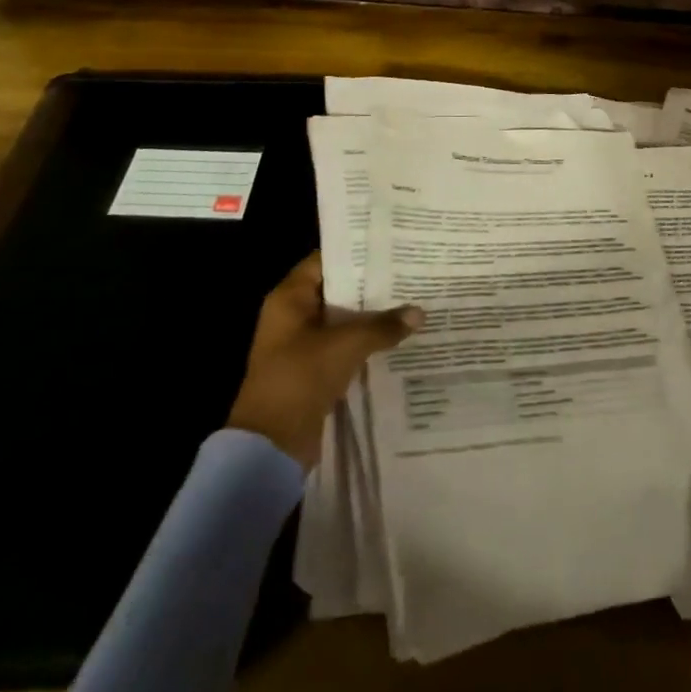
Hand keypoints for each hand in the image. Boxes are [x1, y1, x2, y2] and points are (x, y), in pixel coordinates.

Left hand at [226, 251, 423, 468]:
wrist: (271, 444)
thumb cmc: (300, 378)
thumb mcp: (346, 345)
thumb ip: (383, 325)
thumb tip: (419, 313)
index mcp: (290, 298)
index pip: (325, 260)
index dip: (356, 253)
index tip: (391, 248)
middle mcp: (293, 315)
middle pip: (337, 290)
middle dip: (371, 285)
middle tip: (410, 273)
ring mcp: (302, 344)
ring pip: (343, 319)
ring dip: (371, 315)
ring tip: (411, 301)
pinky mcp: (313, 369)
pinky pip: (344, 345)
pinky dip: (366, 340)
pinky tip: (397, 336)